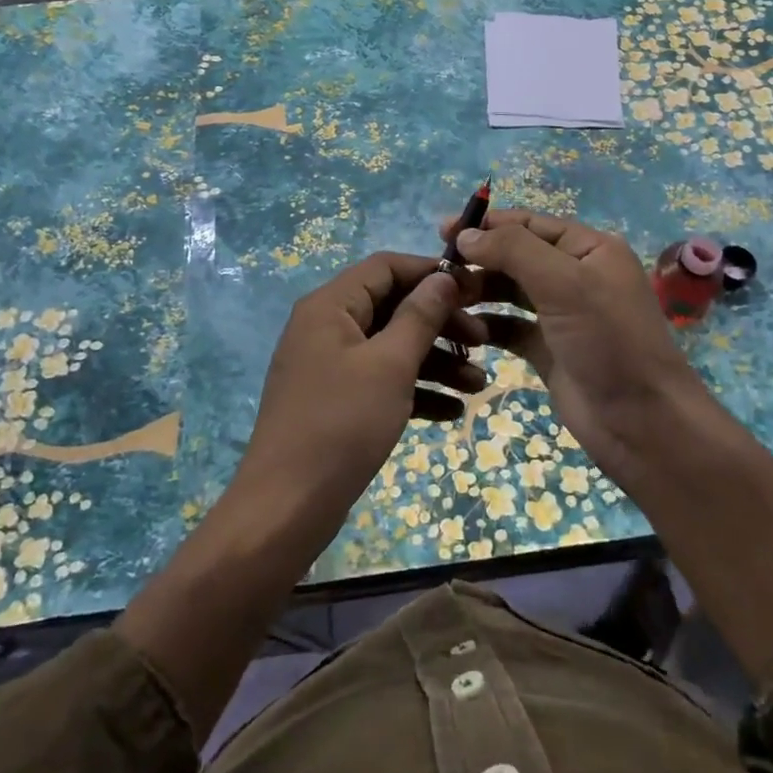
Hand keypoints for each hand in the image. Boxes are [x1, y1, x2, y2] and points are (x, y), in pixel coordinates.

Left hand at [227, 252, 486, 544]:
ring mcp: (330, 366)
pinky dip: (414, 391)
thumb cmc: (341, 423)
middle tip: (484, 342)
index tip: (474, 290)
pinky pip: (381, 381)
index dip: (430, 273)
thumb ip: (419, 317)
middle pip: (392, 307)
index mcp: (330, 306)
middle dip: (440, 324)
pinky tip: (452, 412)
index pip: (385, 267)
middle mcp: (327, 327)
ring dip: (435, 362)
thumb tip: (443, 278)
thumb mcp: (389, 365)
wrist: (288, 506)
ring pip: (390, 348)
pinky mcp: (336, 401)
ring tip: (479, 385)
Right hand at [448, 210, 705, 479]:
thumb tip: (466, 234)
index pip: (530, 224)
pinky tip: (462, 329)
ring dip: (479, 291)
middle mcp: (576, 276)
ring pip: (510, 291)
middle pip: (517, 256)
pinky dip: (487, 325)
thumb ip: (513, 250)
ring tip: (445, 300)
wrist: (642, 423)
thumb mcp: (564, 283)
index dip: (488, 224)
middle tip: (438, 272)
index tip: (444, 232)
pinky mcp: (548, 350)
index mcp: (590, 249)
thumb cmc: (608, 340)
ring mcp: (562, 315)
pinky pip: (509, 327)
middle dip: (479, 260)